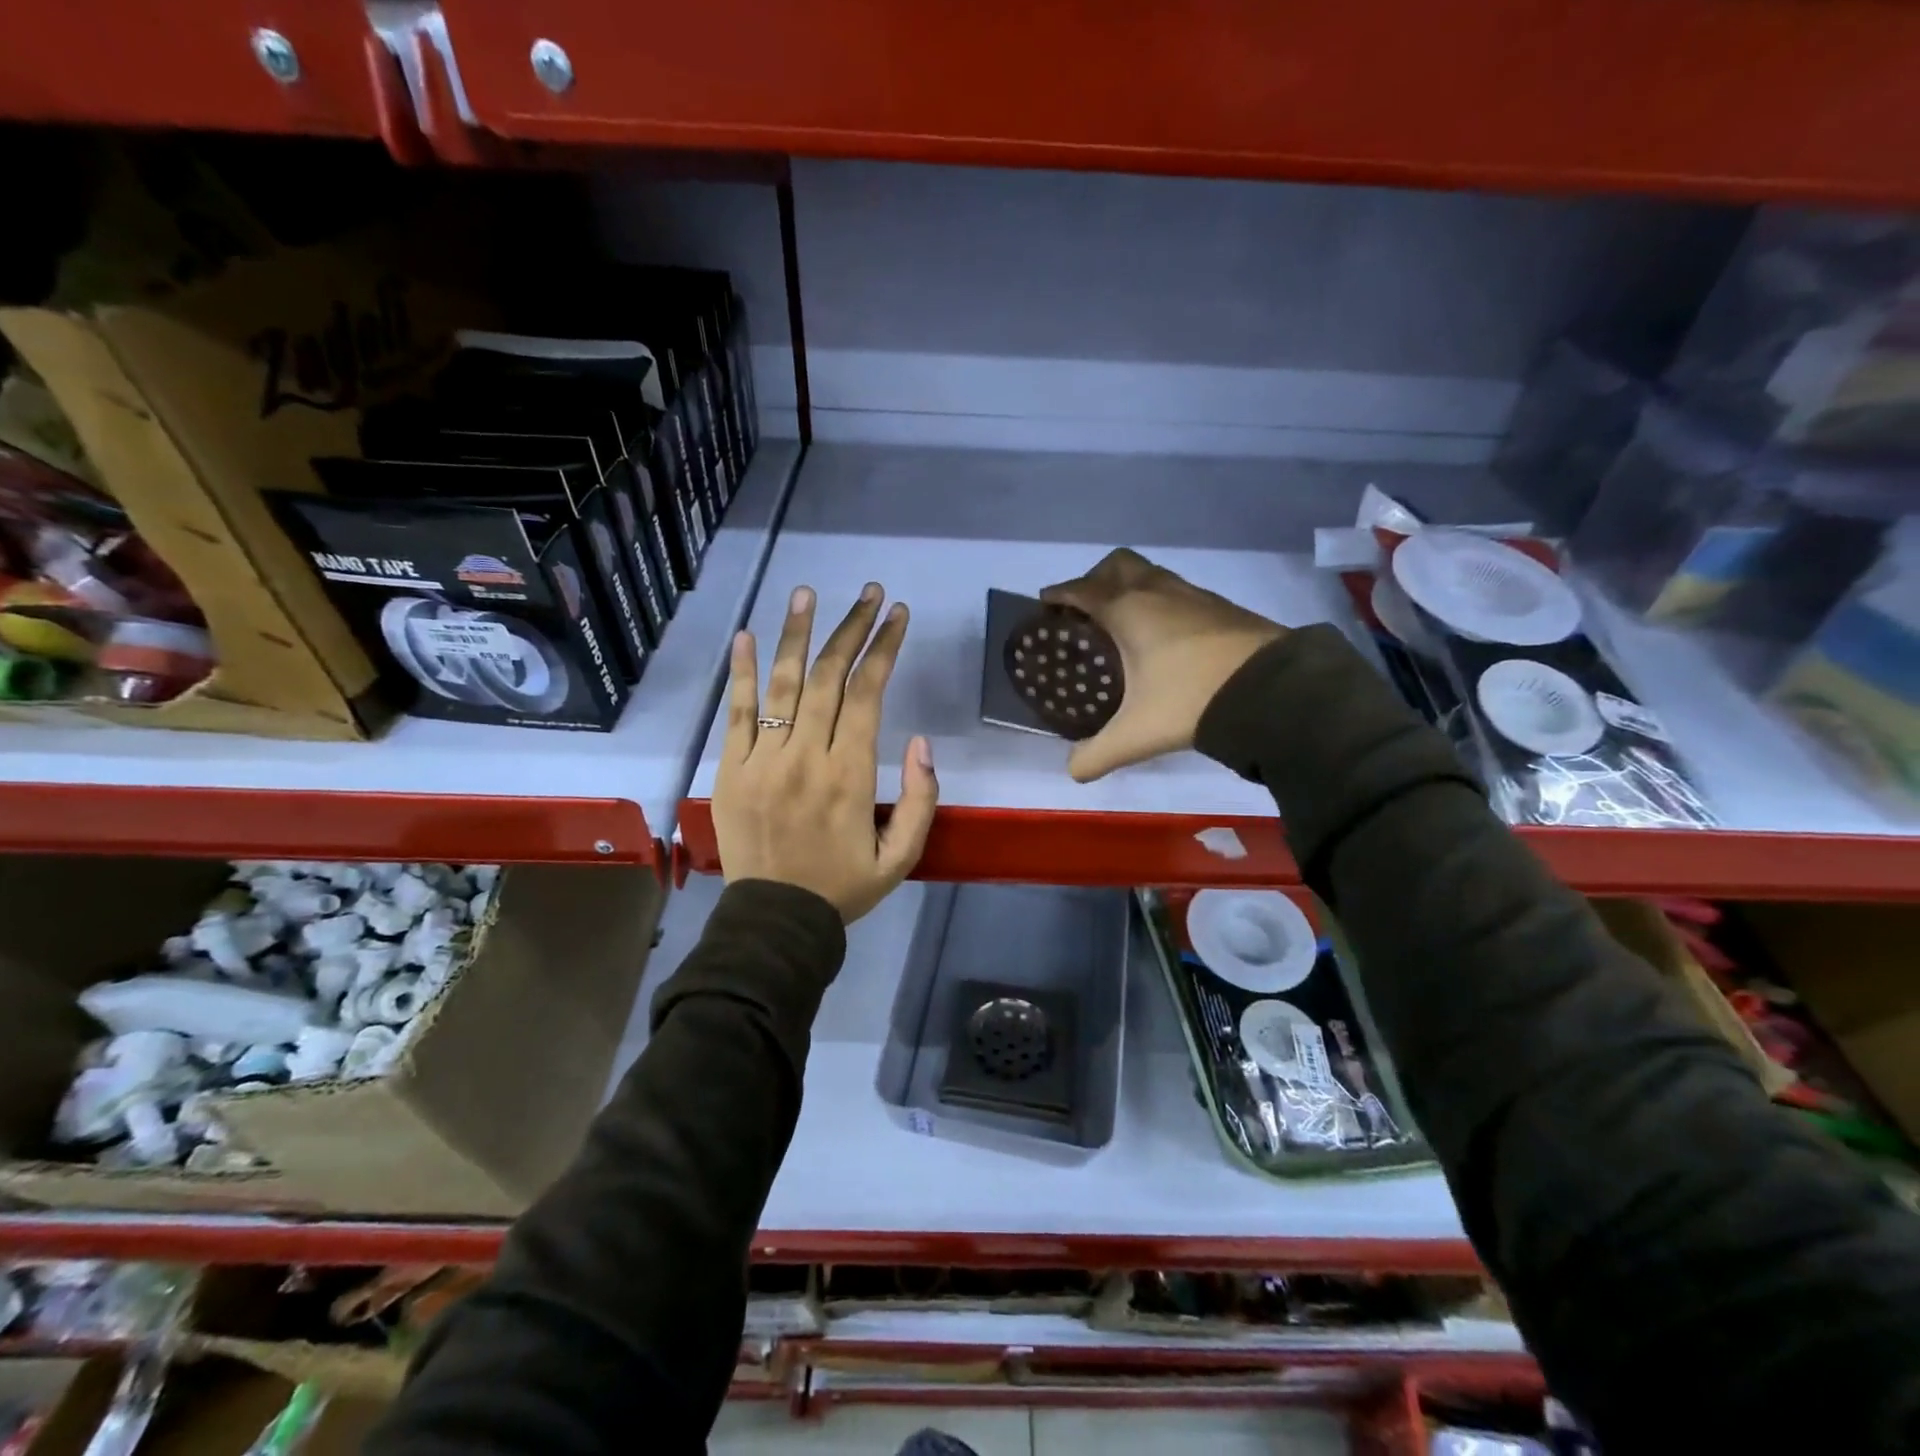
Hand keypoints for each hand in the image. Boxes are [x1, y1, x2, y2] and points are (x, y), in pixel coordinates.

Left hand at [713, 582, 937, 922]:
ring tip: (807, 593)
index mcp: (850, 775)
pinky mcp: (731, 770)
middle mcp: (806, 756)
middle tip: (869, 592)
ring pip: (782, 684)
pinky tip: (748, 635)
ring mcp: (763, 760)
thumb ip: (920, 799)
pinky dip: (742, 672)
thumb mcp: (902, 856)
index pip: (868, 693)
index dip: (884, 648)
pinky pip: (737, 713)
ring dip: (797, 634)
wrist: (775, 921)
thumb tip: (920, 742)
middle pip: (828, 676)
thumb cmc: (843, 887)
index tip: (897, 614)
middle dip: (852, 628)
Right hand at [1040, 548, 1284, 781]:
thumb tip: (1073, 771)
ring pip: (1151, 574)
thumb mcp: (1137, 735)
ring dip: (1131, 587)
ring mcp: (1193, 594)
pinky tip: (1166, 636)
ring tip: (1124, 623)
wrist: (1271, 689)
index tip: (1046, 602)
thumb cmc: (1191, 700)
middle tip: (1086, 610)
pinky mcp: (1221, 606)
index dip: (1060, 594)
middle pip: (1117, 565)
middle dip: (1095, 579)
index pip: (1082, 590)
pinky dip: (1161, 601)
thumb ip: (1098, 755)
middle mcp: (1157, 592)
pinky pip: (1178, 591)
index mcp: (1128, 611)